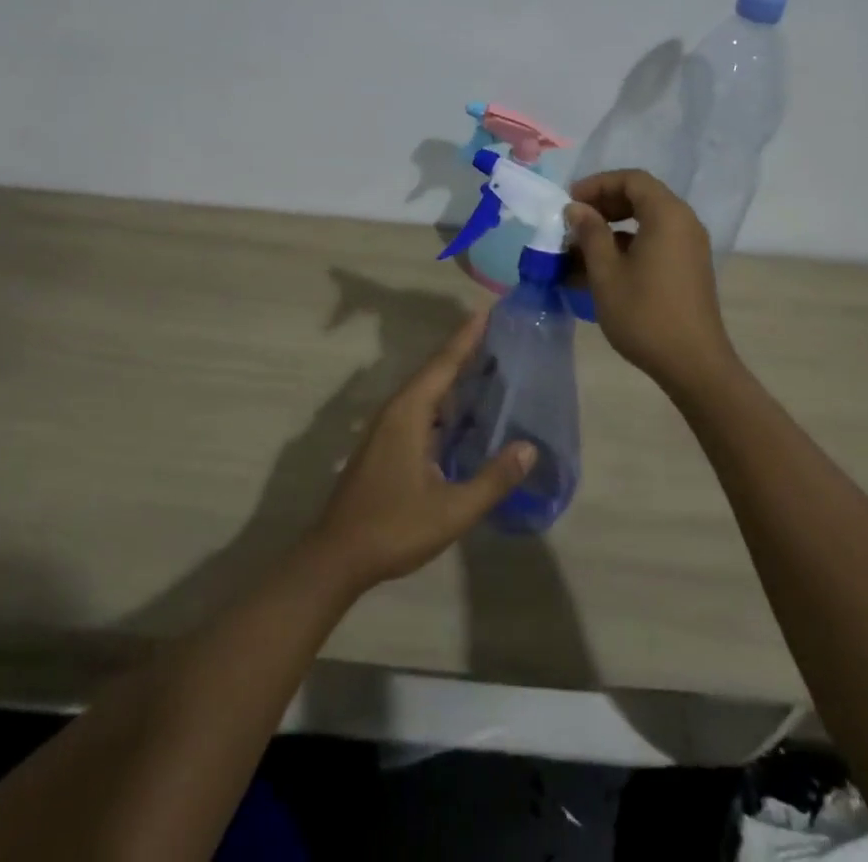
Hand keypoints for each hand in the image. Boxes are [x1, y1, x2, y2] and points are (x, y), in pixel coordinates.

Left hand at [306, 311, 536, 592]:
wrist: (337, 556)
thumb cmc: (394, 527)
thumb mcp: (452, 509)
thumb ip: (493, 479)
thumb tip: (529, 448)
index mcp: (409, 413)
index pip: (443, 364)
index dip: (466, 337)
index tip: (486, 311)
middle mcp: (396, 411)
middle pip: (434, 371)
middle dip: (463, 351)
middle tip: (497, 335)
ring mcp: (387, 428)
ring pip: (425, 391)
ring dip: (453, 377)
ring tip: (487, 367)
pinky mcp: (384, 445)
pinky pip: (420, 408)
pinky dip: (444, 401)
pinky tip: (462, 415)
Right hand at [565, 169, 739, 390]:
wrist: (693, 364)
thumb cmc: (645, 314)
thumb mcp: (606, 273)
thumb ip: (590, 233)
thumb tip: (576, 209)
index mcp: (667, 215)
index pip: (632, 179)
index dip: (598, 184)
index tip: (570, 203)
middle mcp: (684, 222)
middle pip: (641, 196)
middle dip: (604, 205)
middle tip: (574, 222)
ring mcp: (690, 246)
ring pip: (647, 221)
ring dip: (613, 228)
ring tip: (580, 249)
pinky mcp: (689, 267)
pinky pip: (656, 241)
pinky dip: (628, 245)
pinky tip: (601, 269)